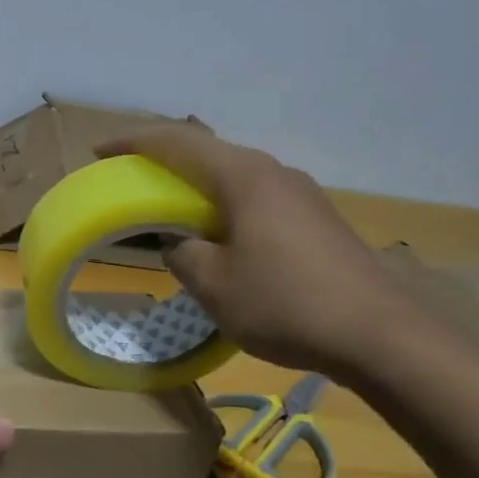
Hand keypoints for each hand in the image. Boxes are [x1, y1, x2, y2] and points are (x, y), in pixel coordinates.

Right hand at [96, 125, 419, 377]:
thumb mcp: (213, 283)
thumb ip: (183, 253)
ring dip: (196, 185)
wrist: (380, 335)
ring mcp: (300, 194)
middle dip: (163, 160)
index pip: (177, 143)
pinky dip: (222, 205)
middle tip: (130, 178)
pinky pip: (255, 197)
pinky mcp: (316, 219)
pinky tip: (217, 235)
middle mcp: (273, 172)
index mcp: (243, 177)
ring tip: (168, 208)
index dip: (133, 142)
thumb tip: (182, 243)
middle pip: (207, 152)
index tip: (98, 151)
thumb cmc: (284, 303)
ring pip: (233, 176)